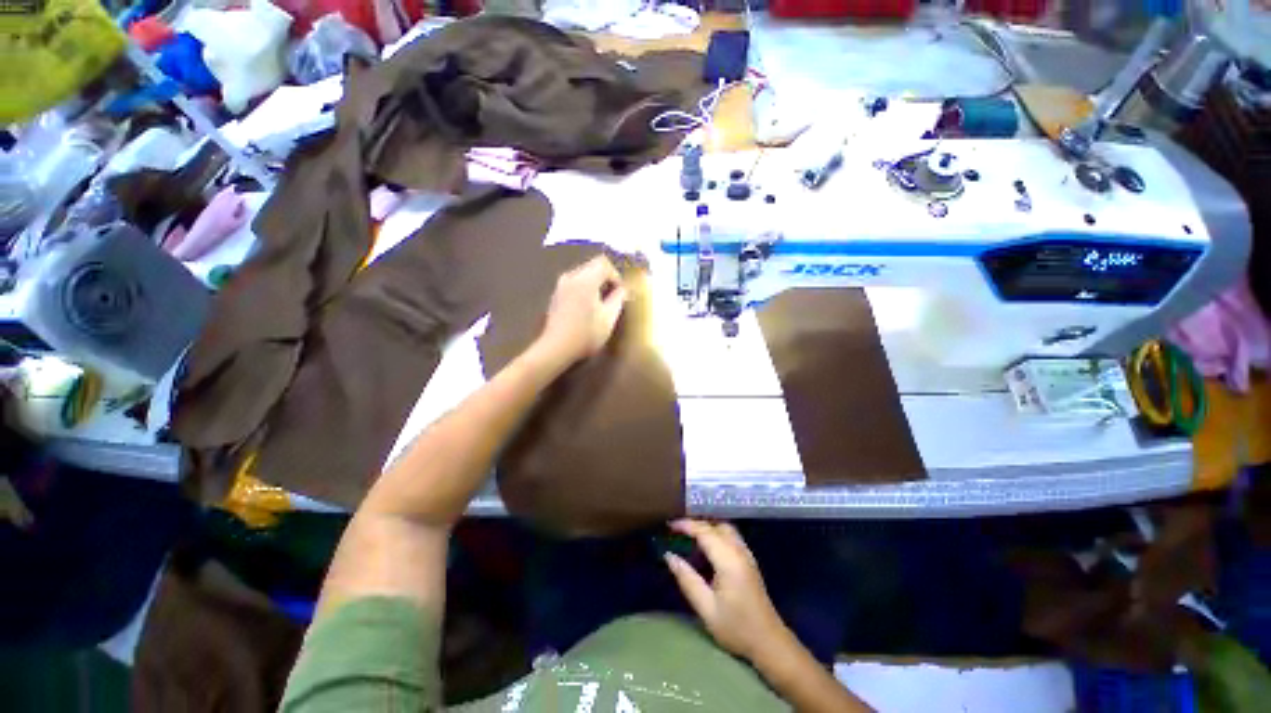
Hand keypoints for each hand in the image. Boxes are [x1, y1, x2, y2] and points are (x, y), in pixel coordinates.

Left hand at [537, 255, 627, 365]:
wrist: (556, 348)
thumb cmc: (586, 334)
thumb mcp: (608, 318)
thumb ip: (618, 300)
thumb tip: (623, 290)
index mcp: (585, 279)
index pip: (604, 263)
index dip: (616, 276)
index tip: (621, 293)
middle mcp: (571, 277)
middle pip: (592, 266)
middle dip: (606, 279)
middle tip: (613, 298)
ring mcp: (560, 285)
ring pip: (583, 274)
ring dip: (595, 284)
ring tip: (601, 304)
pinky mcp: (556, 295)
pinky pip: (574, 283)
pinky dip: (584, 290)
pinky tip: (587, 309)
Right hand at [664, 519, 788, 661]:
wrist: (769, 642)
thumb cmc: (736, 627)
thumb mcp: (706, 608)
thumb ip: (687, 579)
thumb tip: (669, 556)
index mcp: (728, 559)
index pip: (704, 531)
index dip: (686, 525)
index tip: (669, 525)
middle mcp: (739, 550)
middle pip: (716, 525)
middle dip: (696, 523)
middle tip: (677, 530)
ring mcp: (746, 554)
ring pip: (725, 528)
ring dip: (707, 527)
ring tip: (688, 536)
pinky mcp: (749, 560)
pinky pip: (730, 536)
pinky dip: (716, 533)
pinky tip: (706, 546)